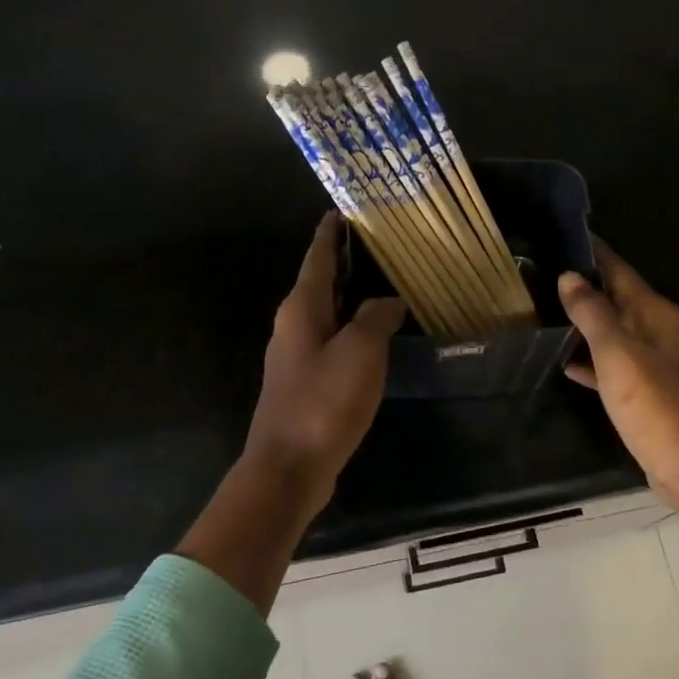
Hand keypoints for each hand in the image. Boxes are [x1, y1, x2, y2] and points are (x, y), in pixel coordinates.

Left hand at [242, 213, 406, 512]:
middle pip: (321, 283)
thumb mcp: (360, 352)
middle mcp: (294, 326)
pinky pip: (333, 342)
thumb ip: (376, 318)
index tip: (341, 211)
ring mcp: (297, 357)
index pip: (318, 258)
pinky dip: (353, 329)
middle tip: (378, 245)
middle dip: (345, 262)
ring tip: (384, 284)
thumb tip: (389, 301)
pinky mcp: (306, 383)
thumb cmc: (323, 402)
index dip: (330, 234)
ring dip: (351, 297)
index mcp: (301, 309)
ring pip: (328, 314)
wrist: (289, 467)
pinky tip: (375, 336)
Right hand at [558, 240, 678, 551]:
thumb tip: (569, 277)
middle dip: (581, 285)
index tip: (558, 234)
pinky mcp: (642, 391)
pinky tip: (562, 361)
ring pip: (609, 330)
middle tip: (537, 272)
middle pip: (614, 297)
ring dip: (581, 321)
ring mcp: (650, 361)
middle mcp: (655, 329)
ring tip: (541, 309)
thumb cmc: (654, 404)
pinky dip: (588, 359)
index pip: (618, 268)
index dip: (591, 252)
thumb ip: (592, 312)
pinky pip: (609, 363)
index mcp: (653, 312)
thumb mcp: (617, 353)